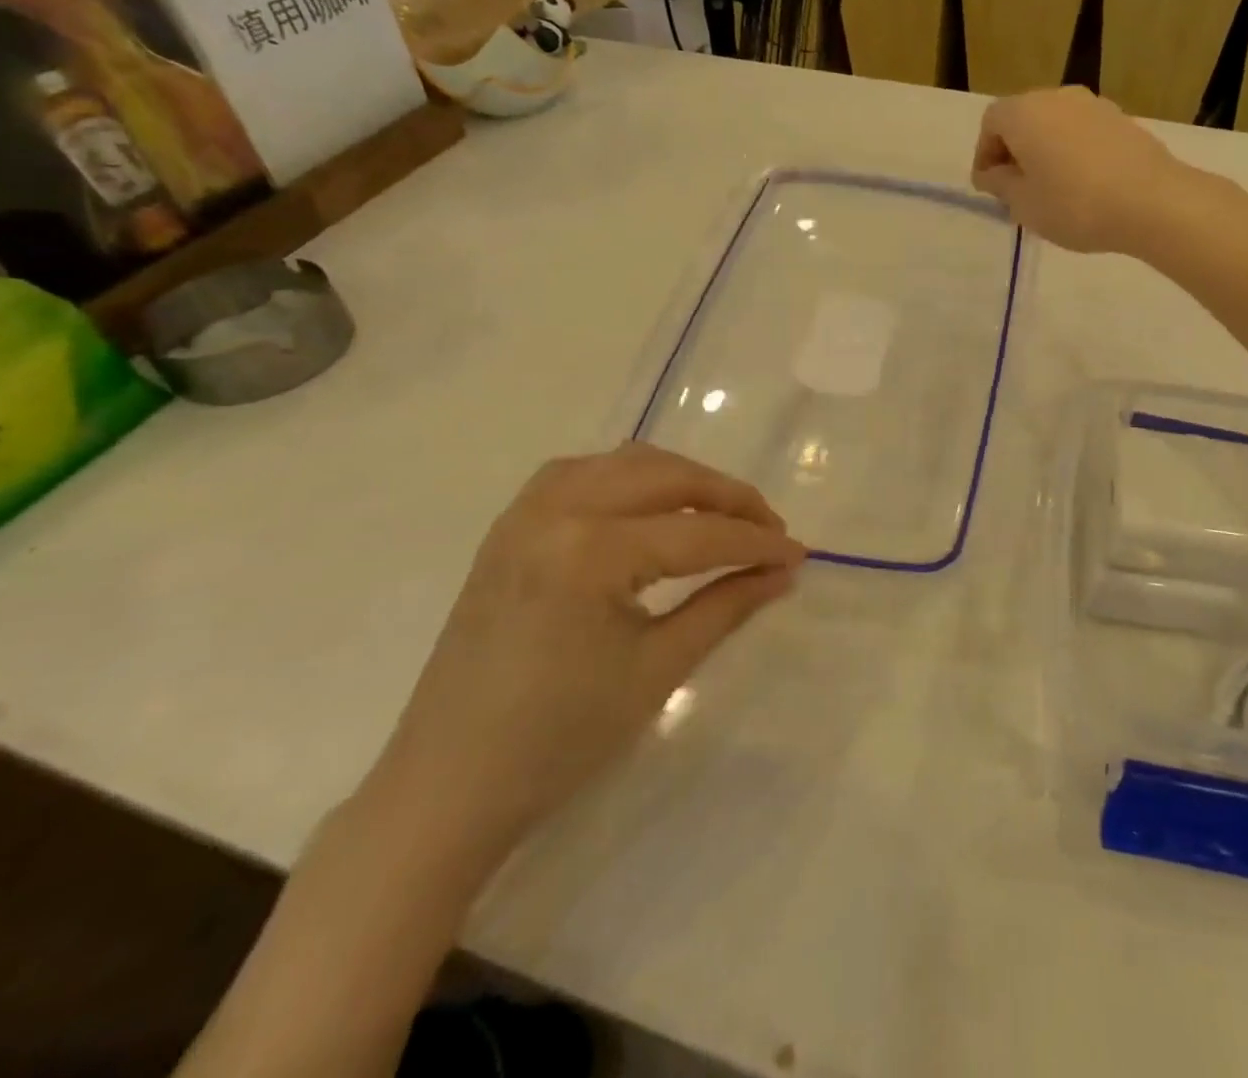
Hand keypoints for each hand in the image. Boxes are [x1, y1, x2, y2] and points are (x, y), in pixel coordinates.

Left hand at [360, 445, 805, 869]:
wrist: (447, 786)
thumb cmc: (559, 740)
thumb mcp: (658, 670)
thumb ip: (727, 606)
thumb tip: (783, 572)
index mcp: (590, 552)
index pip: (698, 533)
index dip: (757, 542)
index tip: (800, 554)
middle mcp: (555, 511)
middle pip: (667, 476)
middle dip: (728, 498)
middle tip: (769, 531)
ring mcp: (525, 512)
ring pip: (626, 463)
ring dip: (682, 480)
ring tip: (720, 516)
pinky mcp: (510, 526)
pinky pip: (583, 473)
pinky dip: (631, 479)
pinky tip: (651, 507)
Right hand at [971, 87, 1187, 252]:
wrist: (1151, 202)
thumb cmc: (1074, 205)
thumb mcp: (1023, 204)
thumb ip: (1000, 184)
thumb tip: (992, 173)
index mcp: (1024, 112)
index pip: (991, 123)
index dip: (984, 154)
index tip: (989, 187)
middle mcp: (1057, 97)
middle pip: (1023, 118)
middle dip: (1014, 151)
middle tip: (1016, 190)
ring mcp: (1094, 105)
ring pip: (1055, 125)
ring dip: (1045, 151)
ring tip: (1050, 190)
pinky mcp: (1122, 120)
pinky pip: (1083, 133)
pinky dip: (1073, 152)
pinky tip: (1083, 186)